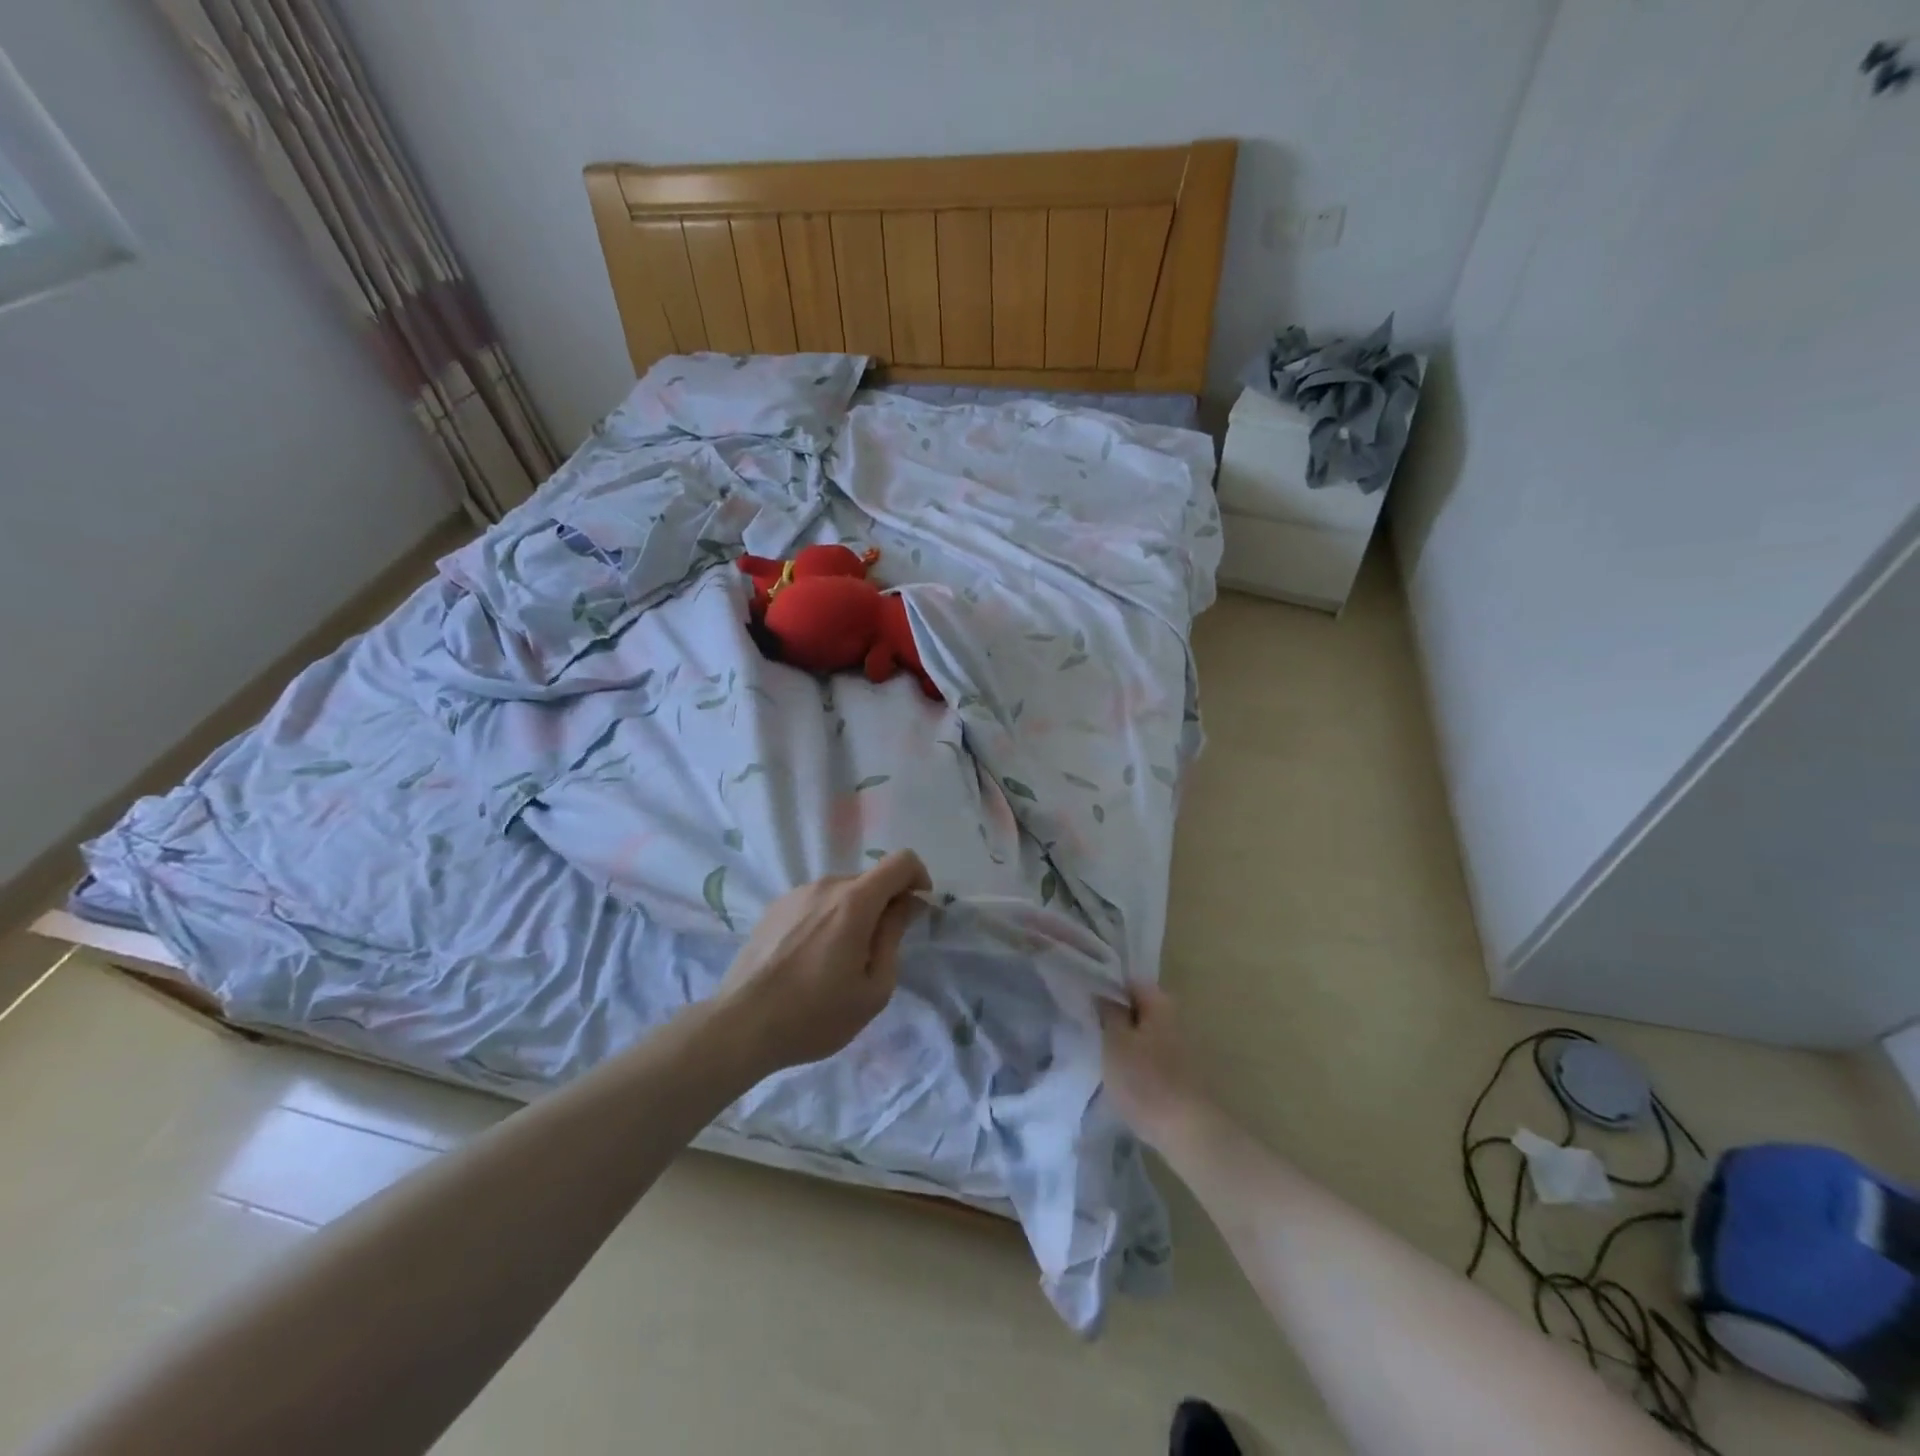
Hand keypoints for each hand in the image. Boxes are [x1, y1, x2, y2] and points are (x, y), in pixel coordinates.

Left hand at [714, 851, 930, 1074]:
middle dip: (884, 905)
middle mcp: (826, 886)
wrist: (741, 1025)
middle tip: (877, 952)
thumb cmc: (816, 1014)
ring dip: (853, 914)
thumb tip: (905, 905)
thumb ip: (894, 937)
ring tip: (839, 961)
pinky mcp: (774, 908)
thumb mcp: (874, 988)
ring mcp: (796, 894)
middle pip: (870, 879)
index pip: (901, 861)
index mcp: (855, 901)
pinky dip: (826, 920)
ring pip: (841, 892)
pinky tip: (810, 959)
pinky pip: (815, 903)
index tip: (916, 911)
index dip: (918, 879)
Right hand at [1097, 983, 1215, 1149]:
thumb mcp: (1115, 1042)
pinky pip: (1152, 1056)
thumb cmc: (1145, 1081)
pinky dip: (1138, 1061)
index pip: (1128, 982)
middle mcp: (1175, 1018)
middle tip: (1090, 1030)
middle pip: (1138, 1008)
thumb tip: (1104, 994)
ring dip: (1126, 1041)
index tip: (1085, 1003)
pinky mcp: (1182, 1073)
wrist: (1188, 1133)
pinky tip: (1123, 1077)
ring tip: (1102, 1055)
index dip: (1105, 989)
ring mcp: (1182, 1047)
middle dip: (1115, 1017)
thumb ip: (1108, 1013)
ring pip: (1145, 1034)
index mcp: (1159, 1003)